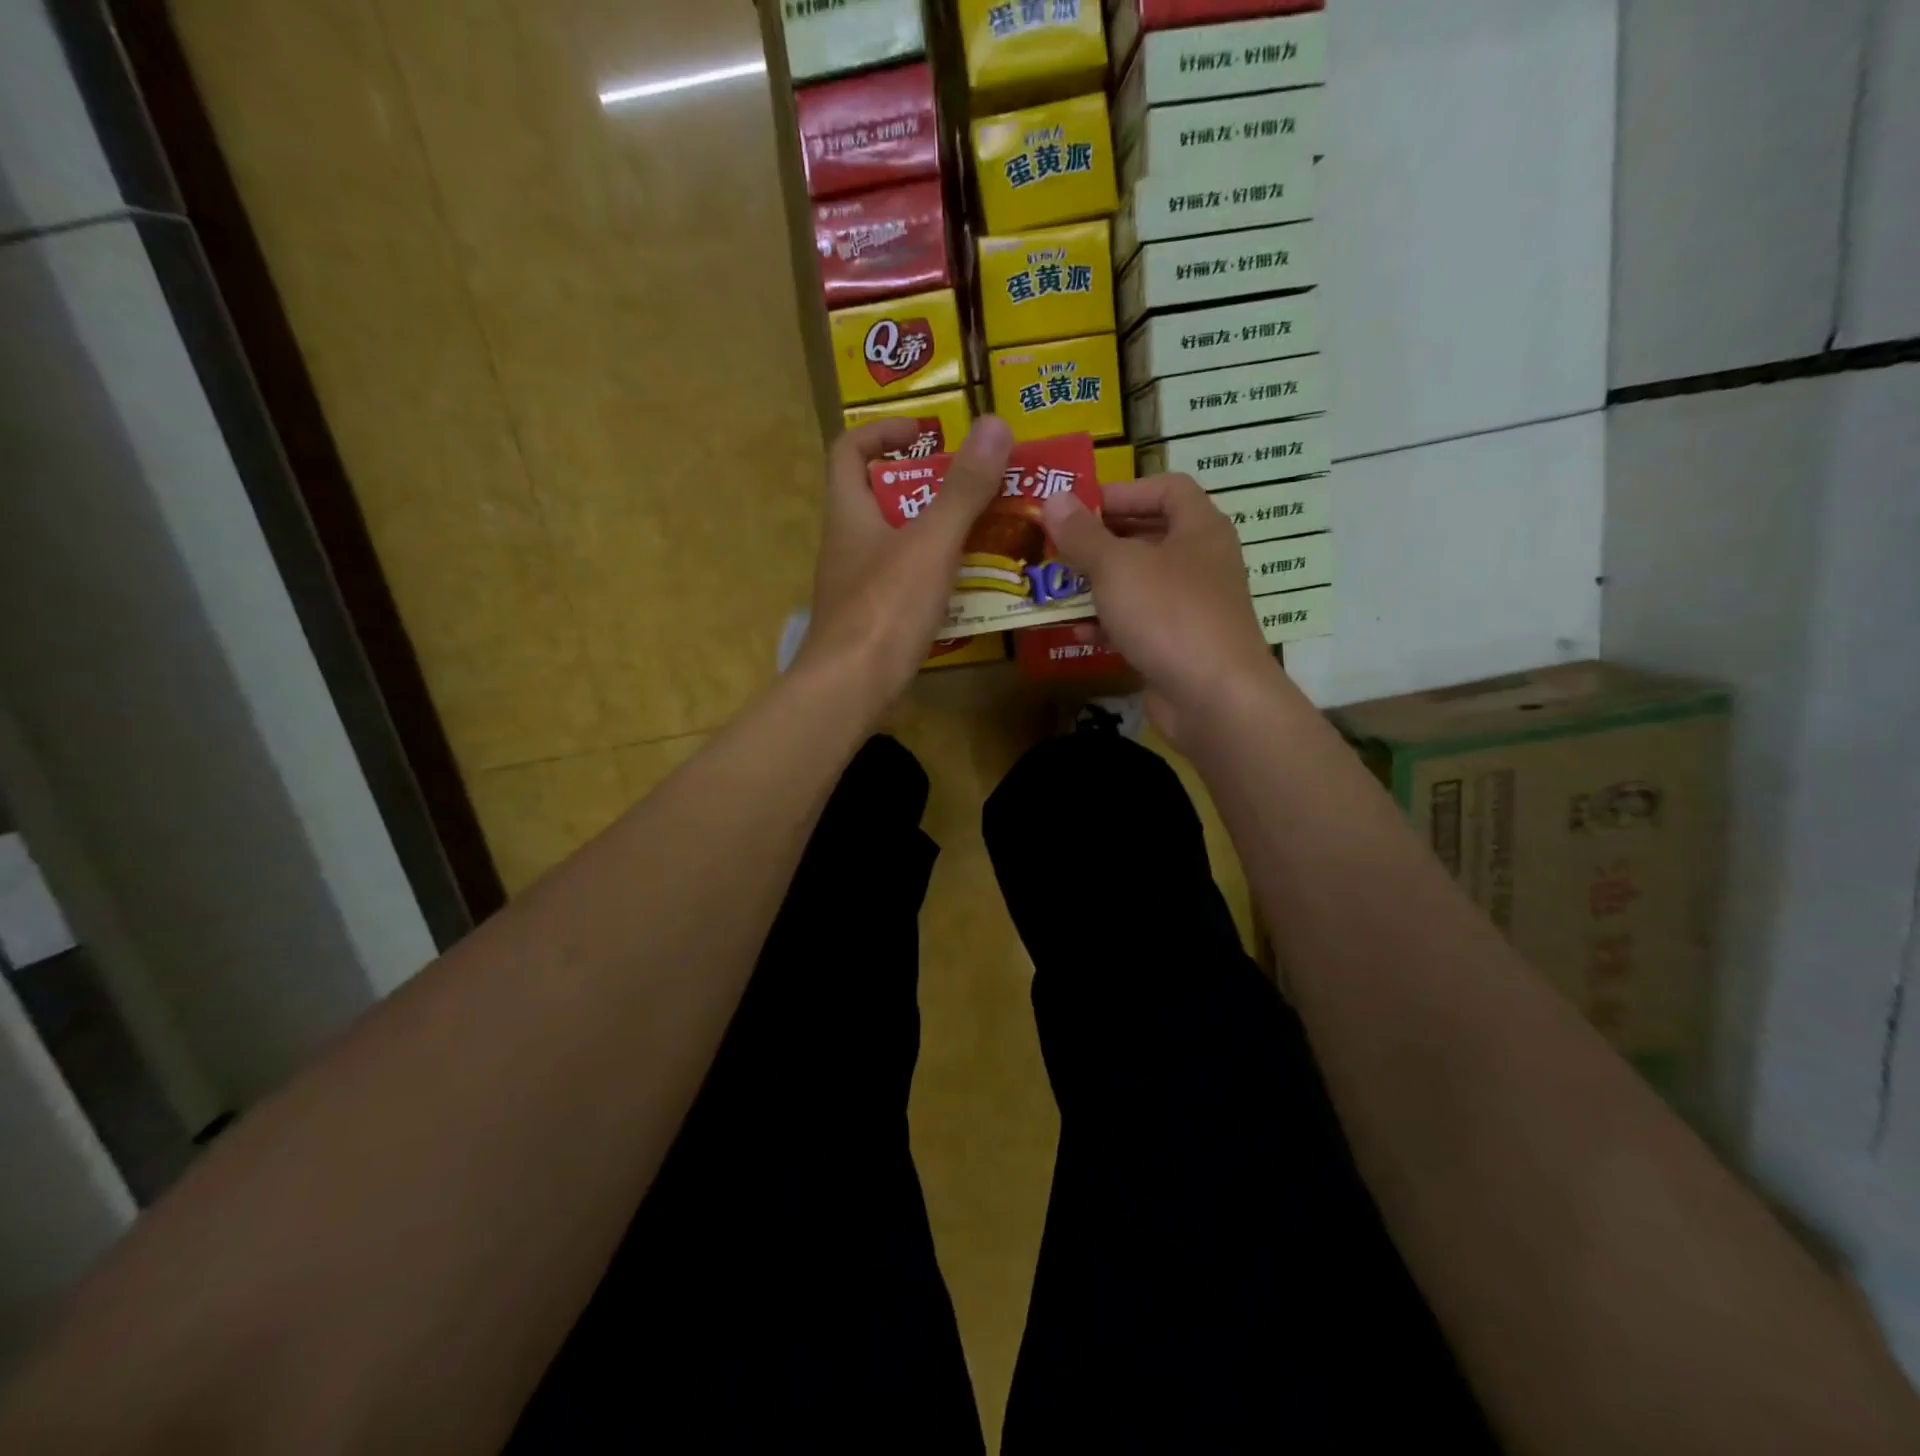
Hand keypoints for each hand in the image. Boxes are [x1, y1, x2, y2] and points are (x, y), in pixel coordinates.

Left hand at [800, 414, 1014, 707]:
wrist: (850, 690)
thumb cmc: (885, 609)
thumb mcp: (931, 543)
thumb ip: (963, 489)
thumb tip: (994, 424)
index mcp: (849, 513)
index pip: (849, 450)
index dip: (882, 431)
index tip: (926, 433)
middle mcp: (847, 544)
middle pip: (882, 497)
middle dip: (929, 486)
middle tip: (976, 487)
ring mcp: (858, 586)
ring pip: (899, 544)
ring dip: (938, 533)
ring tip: (987, 533)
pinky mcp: (872, 620)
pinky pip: (907, 583)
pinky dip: (936, 575)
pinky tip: (970, 587)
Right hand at [1042, 473, 1278, 743]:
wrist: (1214, 698)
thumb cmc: (1169, 614)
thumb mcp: (1117, 567)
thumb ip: (1082, 534)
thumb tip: (1053, 499)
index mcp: (1198, 528)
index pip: (1166, 488)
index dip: (1122, 491)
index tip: (1078, 506)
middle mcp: (1200, 562)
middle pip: (1147, 537)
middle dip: (1100, 542)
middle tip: (1057, 547)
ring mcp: (1191, 608)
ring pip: (1138, 585)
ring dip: (1097, 586)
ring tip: (1057, 588)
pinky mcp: (1179, 646)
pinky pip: (1139, 624)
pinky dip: (1109, 625)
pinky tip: (1076, 633)